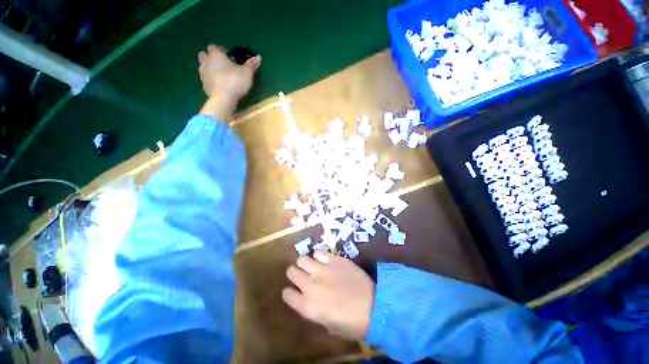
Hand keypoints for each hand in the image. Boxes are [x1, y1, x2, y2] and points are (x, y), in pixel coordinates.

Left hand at [197, 44, 261, 119]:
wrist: (223, 99)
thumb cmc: (235, 81)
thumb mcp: (247, 73)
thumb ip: (251, 65)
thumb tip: (259, 57)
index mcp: (215, 55)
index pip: (214, 47)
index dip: (221, 50)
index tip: (228, 56)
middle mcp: (206, 61)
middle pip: (204, 54)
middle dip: (211, 57)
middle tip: (222, 64)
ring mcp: (203, 74)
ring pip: (203, 66)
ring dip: (210, 68)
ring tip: (220, 75)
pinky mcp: (203, 85)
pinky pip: (206, 79)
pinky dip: (211, 80)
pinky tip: (219, 85)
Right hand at [282, 251, 374, 339]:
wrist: (374, 306)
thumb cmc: (351, 323)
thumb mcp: (328, 325)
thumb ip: (314, 310)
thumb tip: (310, 299)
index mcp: (307, 306)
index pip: (287, 294)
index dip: (289, 292)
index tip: (294, 291)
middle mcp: (311, 285)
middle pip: (291, 272)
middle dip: (294, 273)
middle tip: (302, 275)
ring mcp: (322, 269)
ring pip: (302, 259)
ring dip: (305, 263)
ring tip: (312, 265)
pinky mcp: (334, 259)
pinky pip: (319, 252)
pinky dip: (318, 255)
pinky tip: (323, 259)